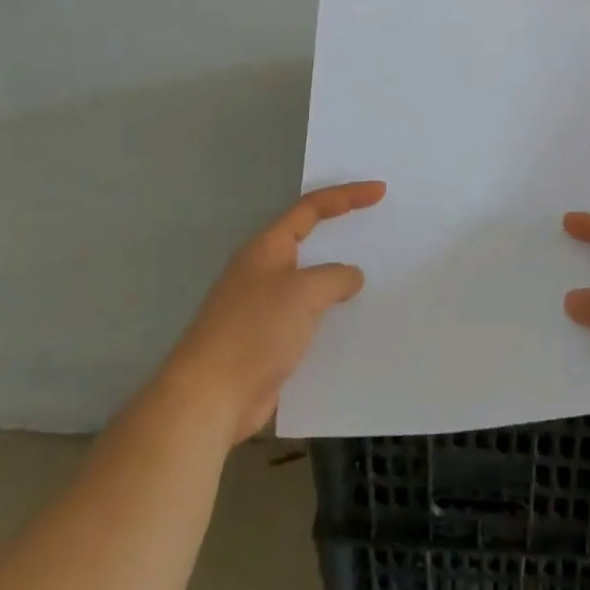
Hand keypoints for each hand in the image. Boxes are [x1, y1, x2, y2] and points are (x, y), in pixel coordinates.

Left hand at [167, 181, 384, 442]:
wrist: (209, 398)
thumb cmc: (254, 331)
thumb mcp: (303, 293)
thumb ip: (334, 277)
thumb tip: (350, 277)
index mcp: (267, 248)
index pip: (311, 208)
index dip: (346, 196)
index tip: (379, 191)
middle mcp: (263, 271)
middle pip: (309, 240)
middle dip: (342, 234)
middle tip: (379, 228)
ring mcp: (264, 307)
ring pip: (310, 282)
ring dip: (338, 279)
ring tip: (377, 276)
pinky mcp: (268, 342)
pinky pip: (308, 317)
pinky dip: (331, 315)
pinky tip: (353, 324)